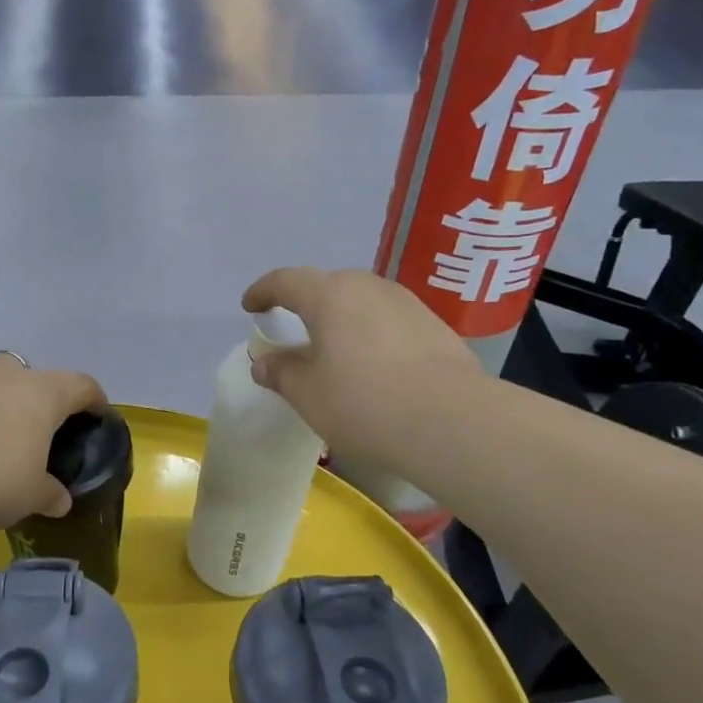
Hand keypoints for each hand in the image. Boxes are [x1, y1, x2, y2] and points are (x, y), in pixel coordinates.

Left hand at [0, 354, 107, 529]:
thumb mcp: (31, 495)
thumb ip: (50, 494)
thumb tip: (60, 501)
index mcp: (45, 393)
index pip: (82, 385)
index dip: (94, 399)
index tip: (97, 414)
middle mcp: (9, 375)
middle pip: (35, 377)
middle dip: (41, 400)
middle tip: (41, 432)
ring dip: (1, 407)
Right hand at [242, 267, 482, 472]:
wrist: (452, 421)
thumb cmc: (364, 403)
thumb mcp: (308, 394)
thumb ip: (281, 372)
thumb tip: (264, 362)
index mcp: (330, 296)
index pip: (286, 281)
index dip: (264, 291)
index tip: (250, 306)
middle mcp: (369, 288)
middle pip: (328, 286)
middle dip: (306, 303)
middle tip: (295, 328)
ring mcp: (407, 304)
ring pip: (363, 302)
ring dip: (343, 318)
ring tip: (336, 349)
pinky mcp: (435, 326)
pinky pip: (390, 321)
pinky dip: (373, 334)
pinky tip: (376, 365)